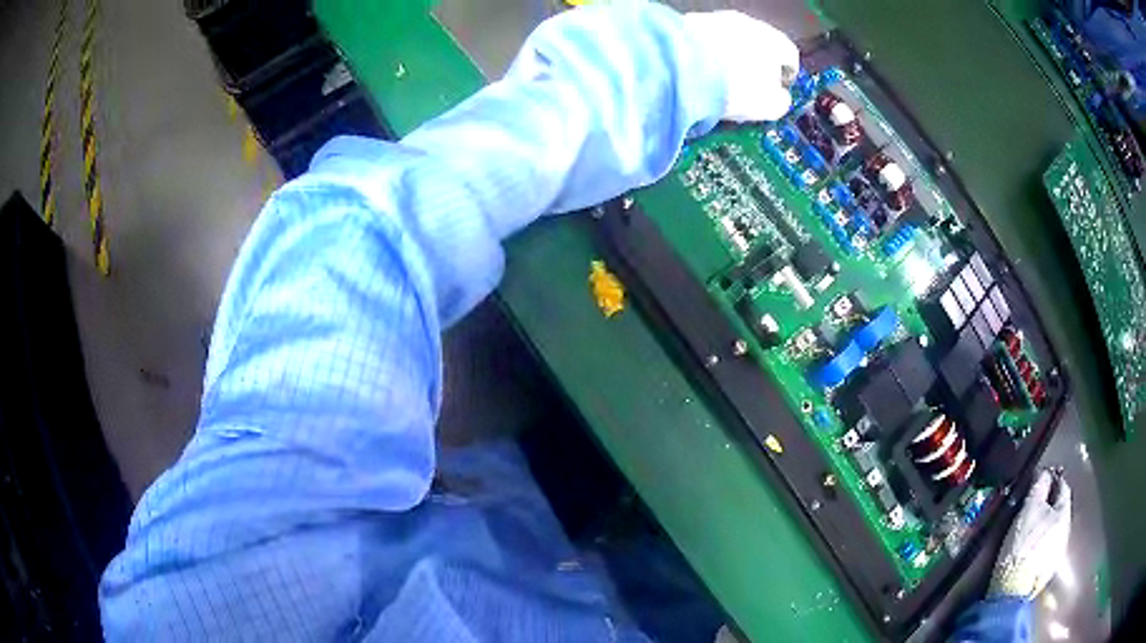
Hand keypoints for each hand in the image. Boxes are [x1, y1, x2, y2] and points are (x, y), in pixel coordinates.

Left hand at [681, 11, 799, 121]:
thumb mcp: (769, 106)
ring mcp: (717, 18)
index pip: (790, 56)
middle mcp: (749, 22)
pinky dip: (705, 54)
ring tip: (719, 83)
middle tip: (747, 89)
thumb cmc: (736, 87)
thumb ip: (780, 101)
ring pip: (731, 41)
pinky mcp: (688, 21)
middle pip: (759, 45)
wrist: (682, 65)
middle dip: (756, 65)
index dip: (786, 75)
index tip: (778, 91)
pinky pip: (705, 40)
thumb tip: (778, 97)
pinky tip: (697, 73)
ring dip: (729, 58)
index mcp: (775, 41)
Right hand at [989, 469, 1071, 599]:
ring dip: (1046, 528)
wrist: (1013, 589)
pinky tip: (1031, 551)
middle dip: (1050, 507)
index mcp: (1065, 513)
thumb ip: (1039, 486)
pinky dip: (1042, 546)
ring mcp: (1058, 554)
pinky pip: (1048, 550)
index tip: (1042, 479)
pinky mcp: (1048, 572)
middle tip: (1035, 506)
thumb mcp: (1029, 508)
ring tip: (1031, 530)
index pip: (1063, 488)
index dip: (1053, 480)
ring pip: (1055, 532)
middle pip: (1060, 512)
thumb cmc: (1023, 544)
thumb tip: (1045, 472)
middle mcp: (1067, 531)